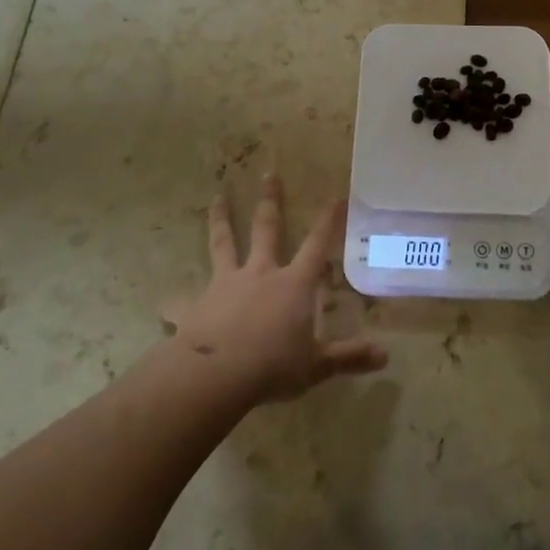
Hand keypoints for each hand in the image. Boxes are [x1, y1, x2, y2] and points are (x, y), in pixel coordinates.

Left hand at [163, 176, 387, 405]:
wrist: (215, 376)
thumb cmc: (272, 366)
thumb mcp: (316, 366)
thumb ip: (348, 357)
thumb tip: (386, 356)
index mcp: (293, 284)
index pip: (317, 245)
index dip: (328, 222)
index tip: (335, 196)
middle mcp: (260, 274)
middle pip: (267, 229)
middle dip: (270, 201)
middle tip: (268, 173)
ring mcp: (225, 285)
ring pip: (223, 244)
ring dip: (220, 220)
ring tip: (216, 197)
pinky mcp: (196, 306)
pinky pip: (183, 301)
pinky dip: (175, 301)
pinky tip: (163, 303)